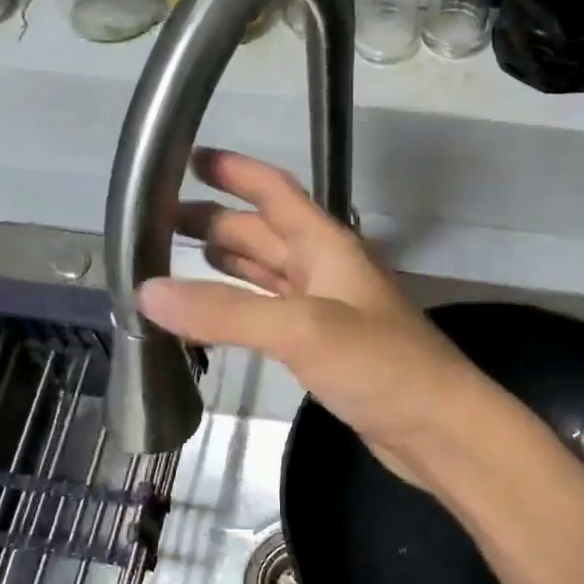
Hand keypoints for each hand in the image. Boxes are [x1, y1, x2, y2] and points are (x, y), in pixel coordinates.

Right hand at [140, 149, 481, 486]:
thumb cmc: (380, 365)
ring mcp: (326, 311)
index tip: (186, 157)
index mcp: (327, 246)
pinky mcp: (324, 351)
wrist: (436, 426)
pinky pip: (271, 316)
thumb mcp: (302, 329)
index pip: (275, 192)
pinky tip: (216, 317)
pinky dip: (240, 310)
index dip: (235, 171)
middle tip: (156, 224)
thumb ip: (227, 311)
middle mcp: (326, 270)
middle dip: (215, 222)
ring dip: (227, 263)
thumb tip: (146, 291)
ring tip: (175, 261)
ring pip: (267, 275)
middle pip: (264, 233)